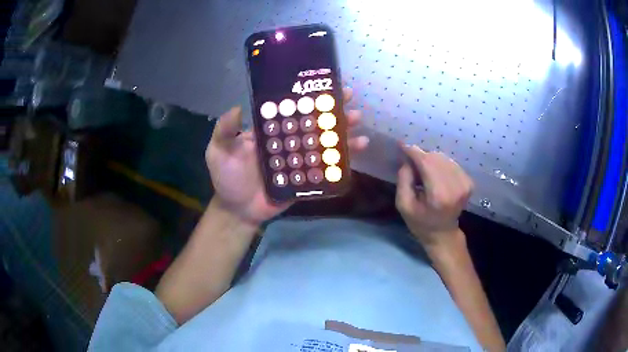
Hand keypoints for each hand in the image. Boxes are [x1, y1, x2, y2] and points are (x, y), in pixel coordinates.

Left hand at [206, 87, 368, 224]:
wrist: (238, 210)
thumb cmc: (227, 179)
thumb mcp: (217, 151)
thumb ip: (224, 131)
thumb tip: (238, 107)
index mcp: (270, 130)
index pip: (291, 108)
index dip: (306, 96)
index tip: (323, 83)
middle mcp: (288, 141)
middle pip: (313, 121)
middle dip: (331, 107)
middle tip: (348, 96)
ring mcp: (300, 159)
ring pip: (324, 141)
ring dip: (342, 129)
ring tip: (357, 119)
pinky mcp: (308, 178)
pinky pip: (327, 167)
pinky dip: (342, 158)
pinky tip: (358, 148)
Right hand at [395, 144, 472, 250]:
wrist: (443, 234)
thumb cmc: (420, 223)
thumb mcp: (403, 205)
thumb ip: (404, 180)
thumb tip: (408, 159)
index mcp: (439, 195)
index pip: (427, 163)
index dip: (413, 152)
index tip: (402, 144)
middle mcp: (455, 187)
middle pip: (436, 158)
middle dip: (421, 156)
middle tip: (411, 163)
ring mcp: (465, 184)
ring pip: (444, 158)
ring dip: (431, 160)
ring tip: (423, 172)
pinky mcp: (469, 182)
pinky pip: (451, 163)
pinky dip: (441, 164)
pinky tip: (435, 175)